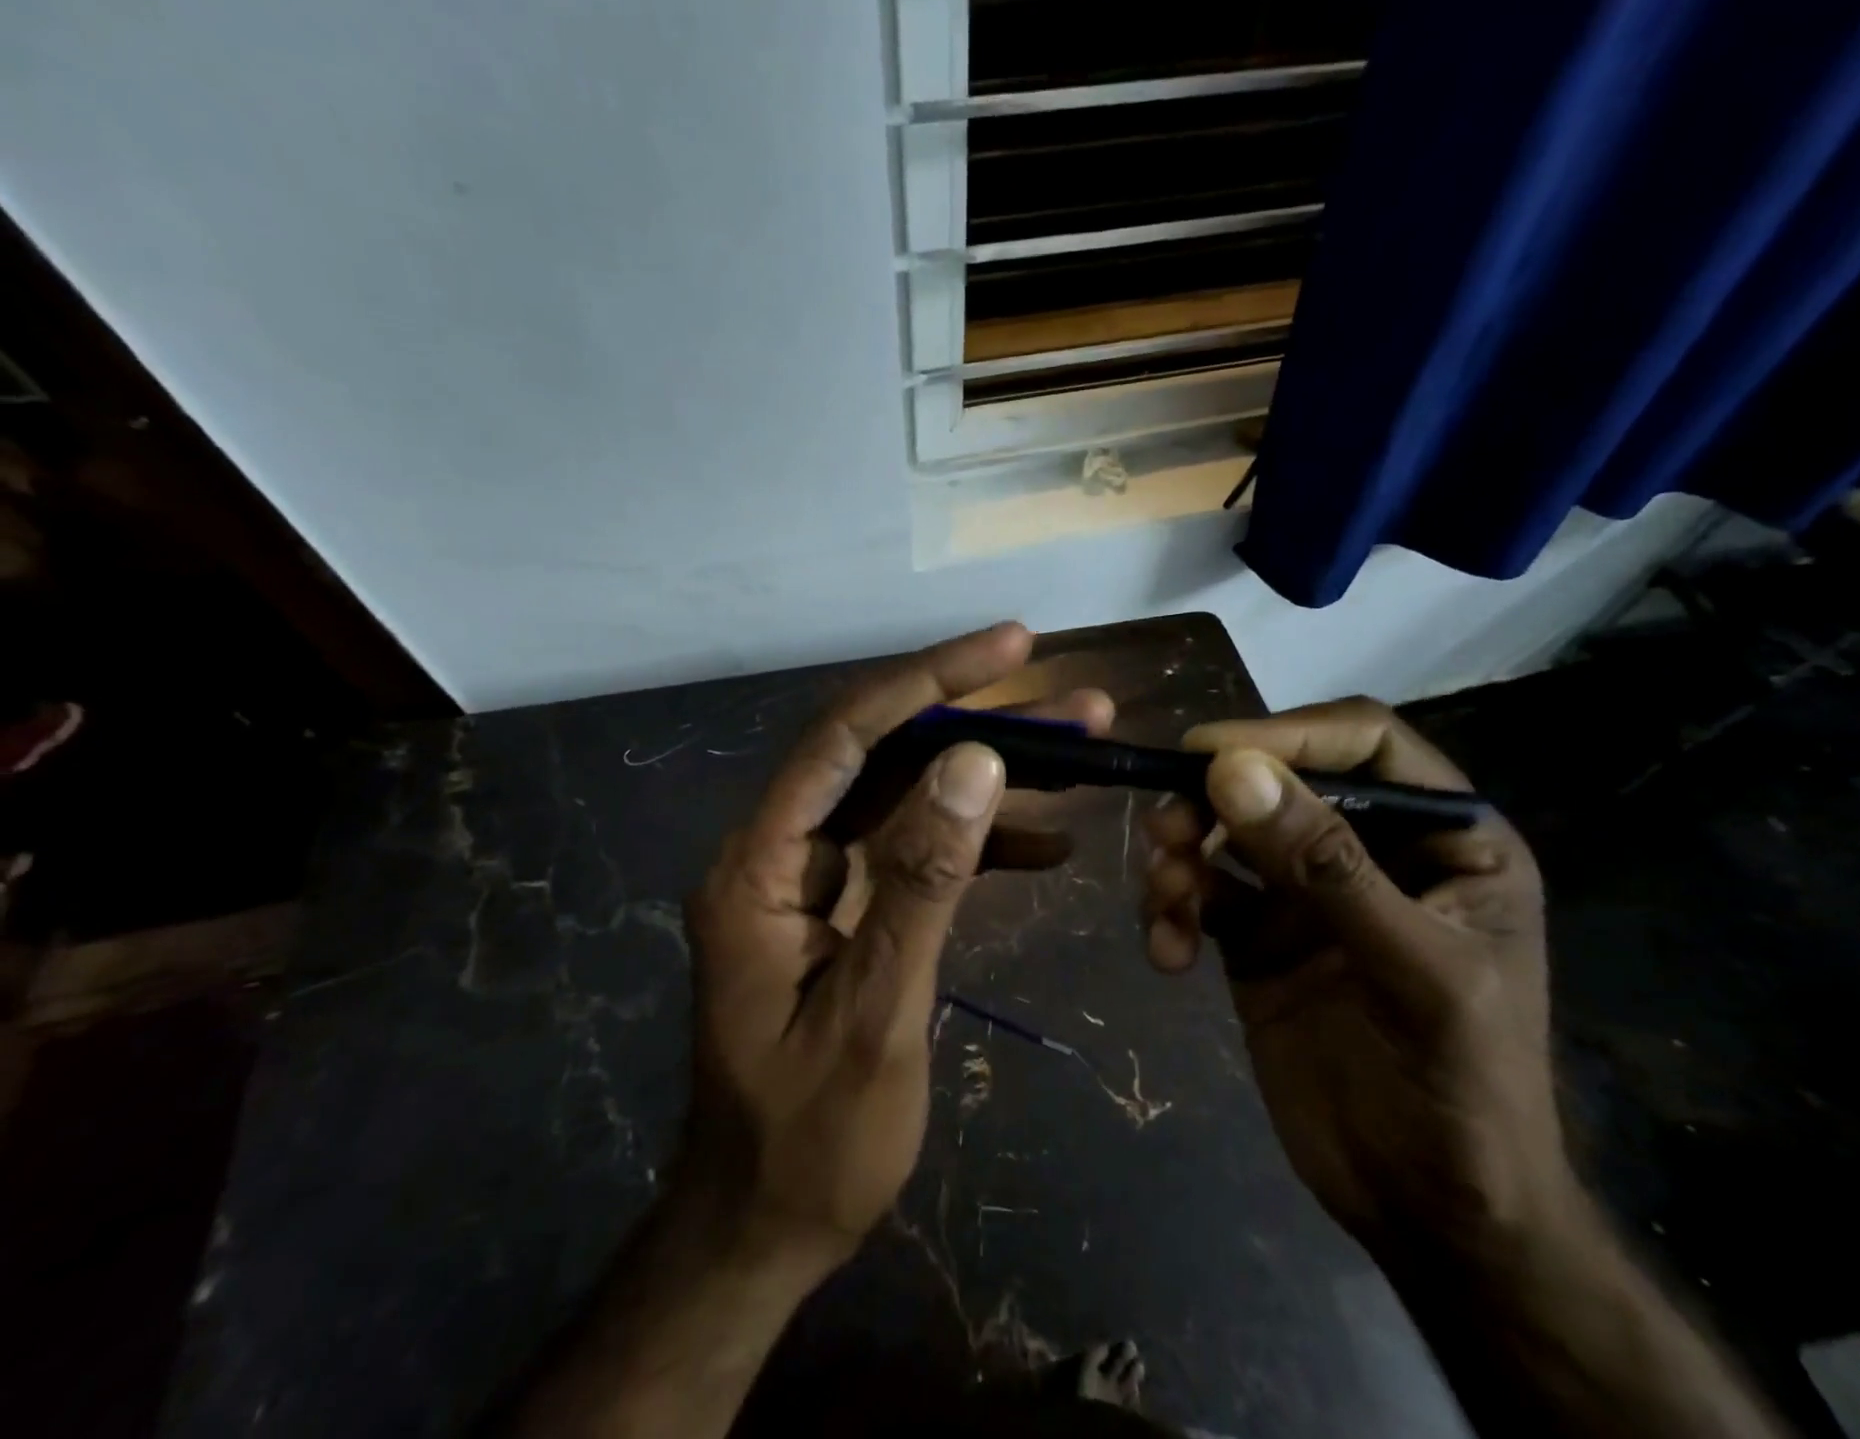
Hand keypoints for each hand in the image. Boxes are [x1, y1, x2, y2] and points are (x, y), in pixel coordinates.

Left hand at [678, 622, 1102, 1269]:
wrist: (764, 1227)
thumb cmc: (809, 1140)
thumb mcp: (875, 1013)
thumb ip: (922, 882)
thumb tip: (975, 762)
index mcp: (761, 866)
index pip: (846, 738)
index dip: (929, 681)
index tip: (1012, 647)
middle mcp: (783, 853)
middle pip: (885, 756)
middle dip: (980, 722)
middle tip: (1074, 702)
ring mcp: (818, 881)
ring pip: (910, 799)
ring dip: (992, 778)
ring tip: (1082, 753)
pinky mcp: (850, 910)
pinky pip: (917, 854)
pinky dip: (980, 844)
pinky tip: (1049, 845)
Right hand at [1141, 698, 1573, 1261]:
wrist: (1429, 1214)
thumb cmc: (1461, 1092)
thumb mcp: (1414, 973)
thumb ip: (1325, 866)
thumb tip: (1230, 771)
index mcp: (1442, 836)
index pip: (1361, 742)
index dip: (1286, 734)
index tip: (1206, 755)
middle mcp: (1368, 848)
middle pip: (1274, 781)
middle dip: (1210, 802)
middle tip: (1163, 831)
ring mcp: (1305, 892)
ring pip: (1223, 833)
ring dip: (1179, 855)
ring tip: (1163, 901)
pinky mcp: (1255, 935)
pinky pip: (1199, 893)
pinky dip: (1170, 911)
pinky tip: (1167, 955)